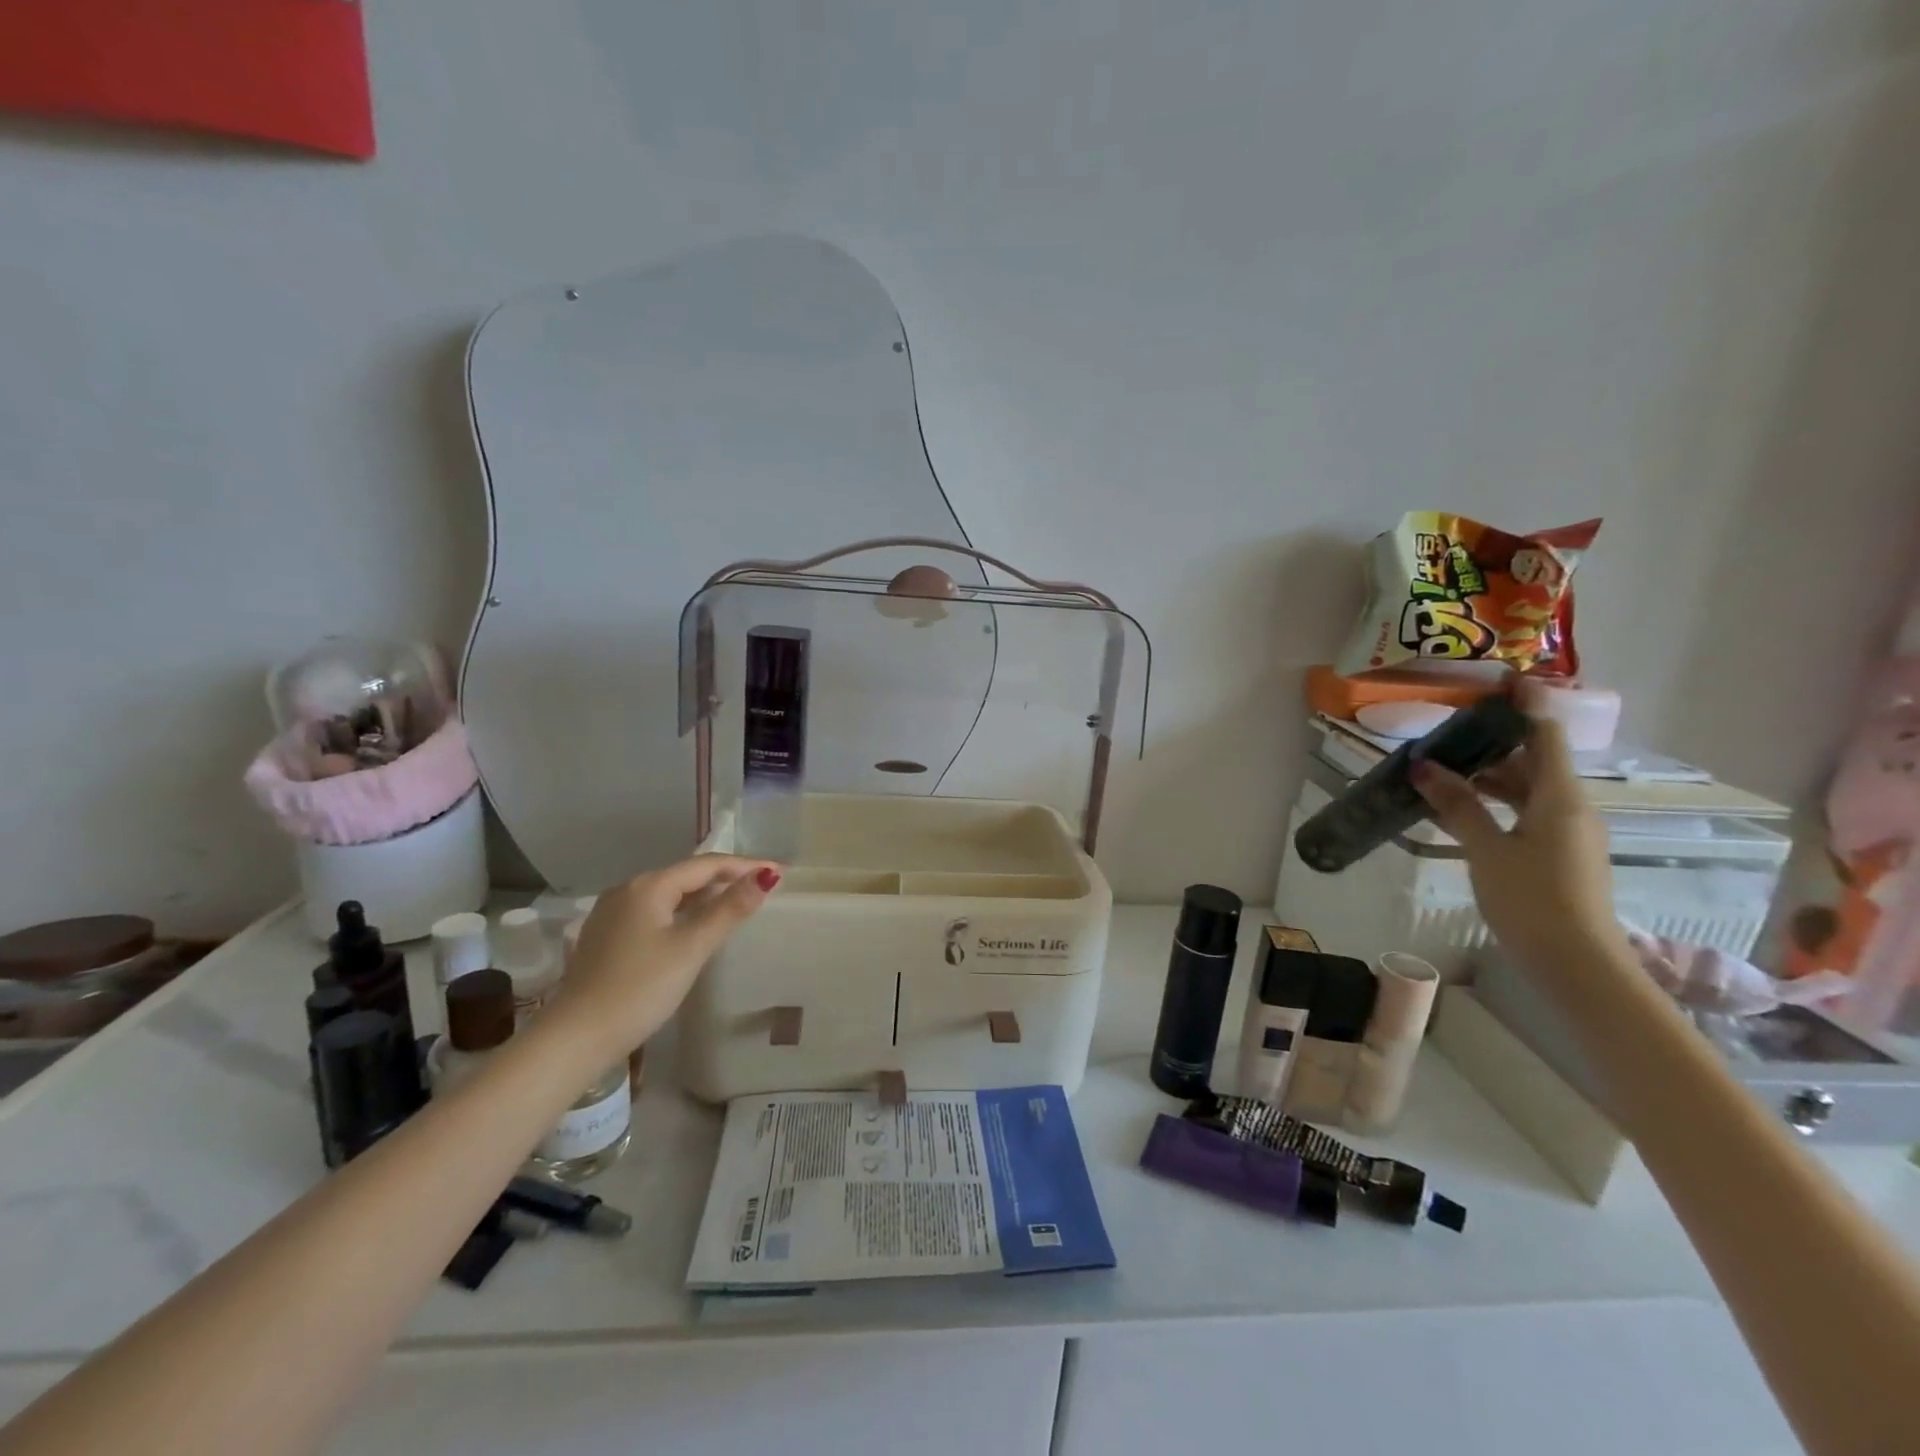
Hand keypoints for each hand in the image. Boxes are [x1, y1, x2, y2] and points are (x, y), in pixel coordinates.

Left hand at [543, 855, 780, 1061]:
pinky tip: (695, 927)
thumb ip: (729, 909)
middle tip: (763, 887)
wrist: (575, 1039)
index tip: (780, 871)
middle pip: (687, 875)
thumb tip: (767, 875)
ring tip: (737, 904)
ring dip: (705, 896)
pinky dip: (682, 912)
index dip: (746, 865)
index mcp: (649, 885)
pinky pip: (655, 911)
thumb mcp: (691, 947)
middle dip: (726, 878)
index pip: (707, 864)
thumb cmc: (639, 989)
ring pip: (670, 894)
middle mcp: (627, 889)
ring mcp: (612, 913)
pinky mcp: (607, 936)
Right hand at [1411, 715, 1626, 976]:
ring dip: (1489, 775)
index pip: (1545, 736)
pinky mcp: (1557, 853)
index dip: (1526, 705)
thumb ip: (1458, 806)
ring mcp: (1566, 832)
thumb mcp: (1486, 850)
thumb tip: (1424, 767)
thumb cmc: (1532, 900)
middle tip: (1448, 730)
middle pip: (1534, 760)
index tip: (1503, 681)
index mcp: (1561, 797)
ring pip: (1528, 788)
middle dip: (1494, 742)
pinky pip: (1525, 811)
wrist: (1576, 965)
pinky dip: (1495, 801)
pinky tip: (1460, 807)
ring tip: (1442, 767)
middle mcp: (1571, 807)